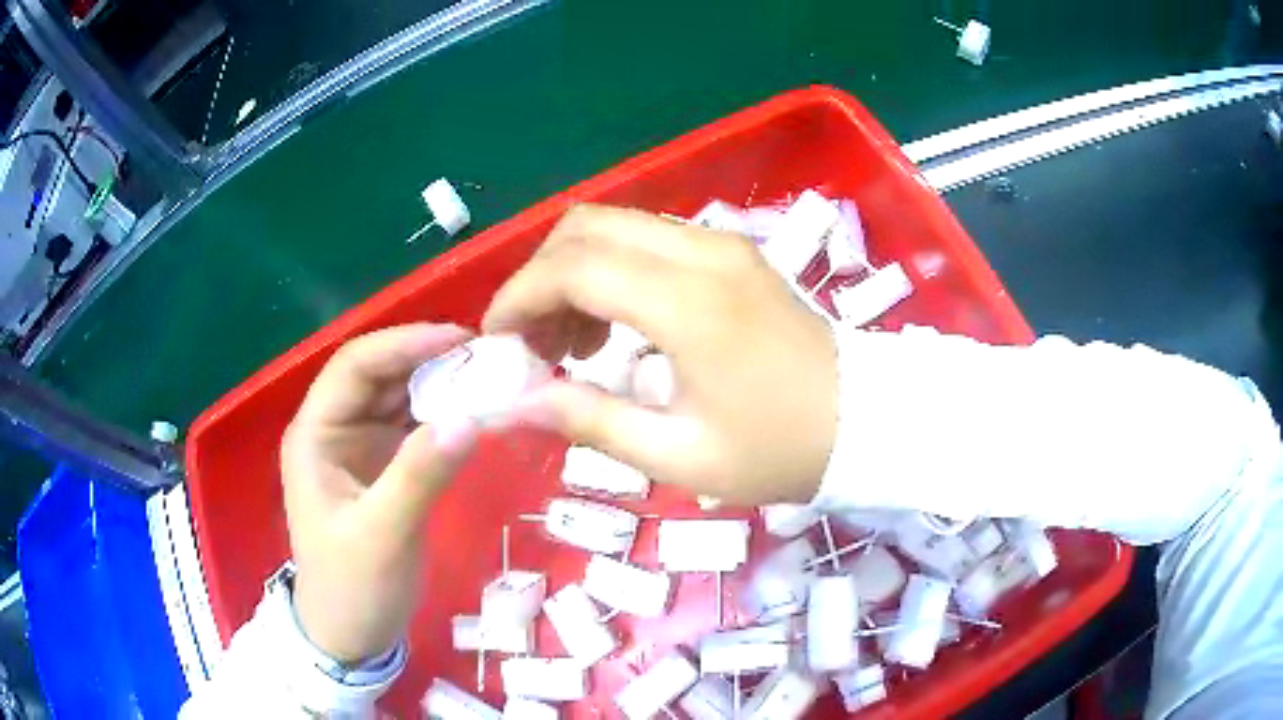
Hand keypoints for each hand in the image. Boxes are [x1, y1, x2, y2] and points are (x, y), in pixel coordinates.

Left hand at [281, 324, 478, 662]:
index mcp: (315, 435)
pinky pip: (414, 429)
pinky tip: (476, 414)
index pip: (354, 367)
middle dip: (428, 361)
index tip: (460, 340)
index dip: (403, 344)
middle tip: (488, 358)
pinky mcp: (384, 469)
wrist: (351, 636)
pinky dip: (444, 418)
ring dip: (440, 386)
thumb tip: (472, 415)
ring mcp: (360, 449)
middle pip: (379, 376)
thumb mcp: (382, 534)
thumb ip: (420, 474)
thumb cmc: (352, 587)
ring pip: (399, 399)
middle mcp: (334, 430)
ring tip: (491, 379)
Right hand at [484, 204, 837, 504]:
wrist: (864, 421)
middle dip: (540, 275)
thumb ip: (593, 421)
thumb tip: (519, 399)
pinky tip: (614, 325)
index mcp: (691, 305)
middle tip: (531, 340)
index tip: (497, 342)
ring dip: (574, 270)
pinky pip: (649, 238)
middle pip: (587, 226)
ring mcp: (722, 244)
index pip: (575, 267)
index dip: (520, 297)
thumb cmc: (779, 450)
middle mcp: (703, 253)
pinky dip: (611, 268)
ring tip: (569, 341)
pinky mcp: (732, 251)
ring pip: (616, 225)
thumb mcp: (681, 457)